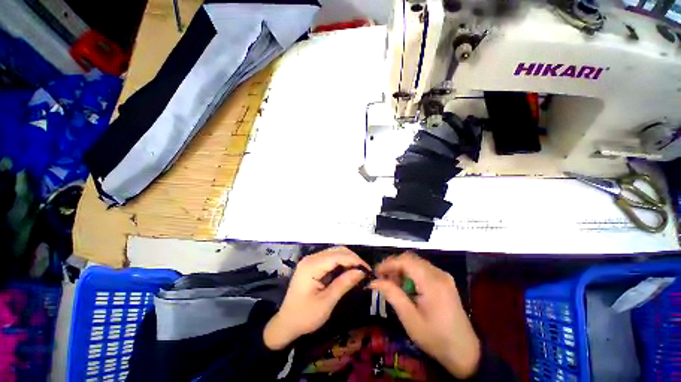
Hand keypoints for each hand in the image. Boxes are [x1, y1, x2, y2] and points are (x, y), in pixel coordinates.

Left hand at [263, 247, 368, 349]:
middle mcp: (311, 258)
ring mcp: (311, 261)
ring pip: (334, 253)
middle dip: (352, 258)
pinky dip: (341, 263)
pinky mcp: (312, 265)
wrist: (286, 323)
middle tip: (365, 271)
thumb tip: (361, 272)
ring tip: (359, 271)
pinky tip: (348, 271)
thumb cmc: (305, 316)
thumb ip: (344, 284)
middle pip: (337, 251)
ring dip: (348, 260)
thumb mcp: (327, 302)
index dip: (354, 260)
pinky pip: (330, 259)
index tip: (368, 269)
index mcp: (312, 266)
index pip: (338, 256)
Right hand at [370, 252, 480, 378]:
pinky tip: (406, 287)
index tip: (376, 273)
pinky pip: (423, 269)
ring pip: (416, 262)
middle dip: (394, 265)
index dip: (388, 263)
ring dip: (401, 269)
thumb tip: (374, 281)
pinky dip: (410, 273)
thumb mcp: (410, 319)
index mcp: (432, 283)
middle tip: (382, 278)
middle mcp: (439, 274)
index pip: (405, 261)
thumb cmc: (435, 338)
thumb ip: (392, 295)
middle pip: (410, 259)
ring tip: (393, 284)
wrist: (464, 352)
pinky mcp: (444, 280)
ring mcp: (443, 276)